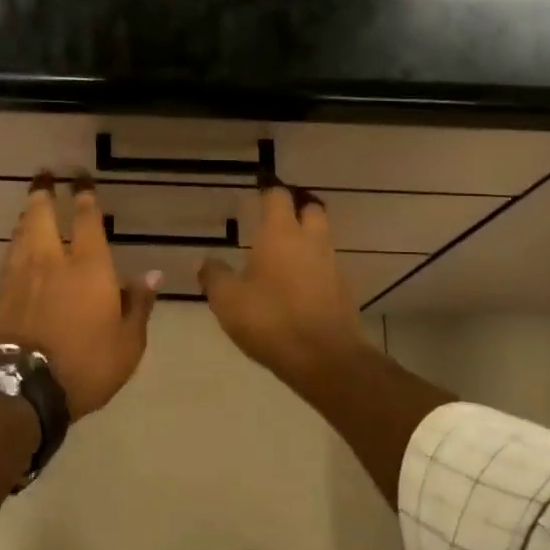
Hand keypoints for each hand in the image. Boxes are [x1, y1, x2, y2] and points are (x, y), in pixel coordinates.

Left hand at [0, 175, 158, 420]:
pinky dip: (16, 244)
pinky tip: (18, 246)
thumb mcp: (128, 343)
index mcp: (89, 267)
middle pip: (42, 215)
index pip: (87, 220)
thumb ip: (138, 305)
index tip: (81, 179)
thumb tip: (151, 275)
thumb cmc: (86, 365)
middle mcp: (51, 260)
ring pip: (22, 232)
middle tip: (44, 175)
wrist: (22, 389)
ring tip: (32, 206)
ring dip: (28, 215)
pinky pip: (9, 257)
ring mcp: (20, 275)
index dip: (85, 196)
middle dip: (44, 192)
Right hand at [201, 183, 369, 388]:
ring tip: (281, 257)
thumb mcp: (227, 300)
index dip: (267, 191)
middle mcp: (310, 241)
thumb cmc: (270, 320)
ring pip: (321, 239)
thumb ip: (214, 275)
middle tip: (275, 221)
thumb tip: (207, 261)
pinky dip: (313, 269)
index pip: (278, 196)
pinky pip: (326, 268)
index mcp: (281, 234)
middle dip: (296, 210)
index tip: (257, 191)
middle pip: (310, 209)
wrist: (325, 358)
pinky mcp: (342, 291)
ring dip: (305, 241)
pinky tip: (296, 288)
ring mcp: (331, 265)